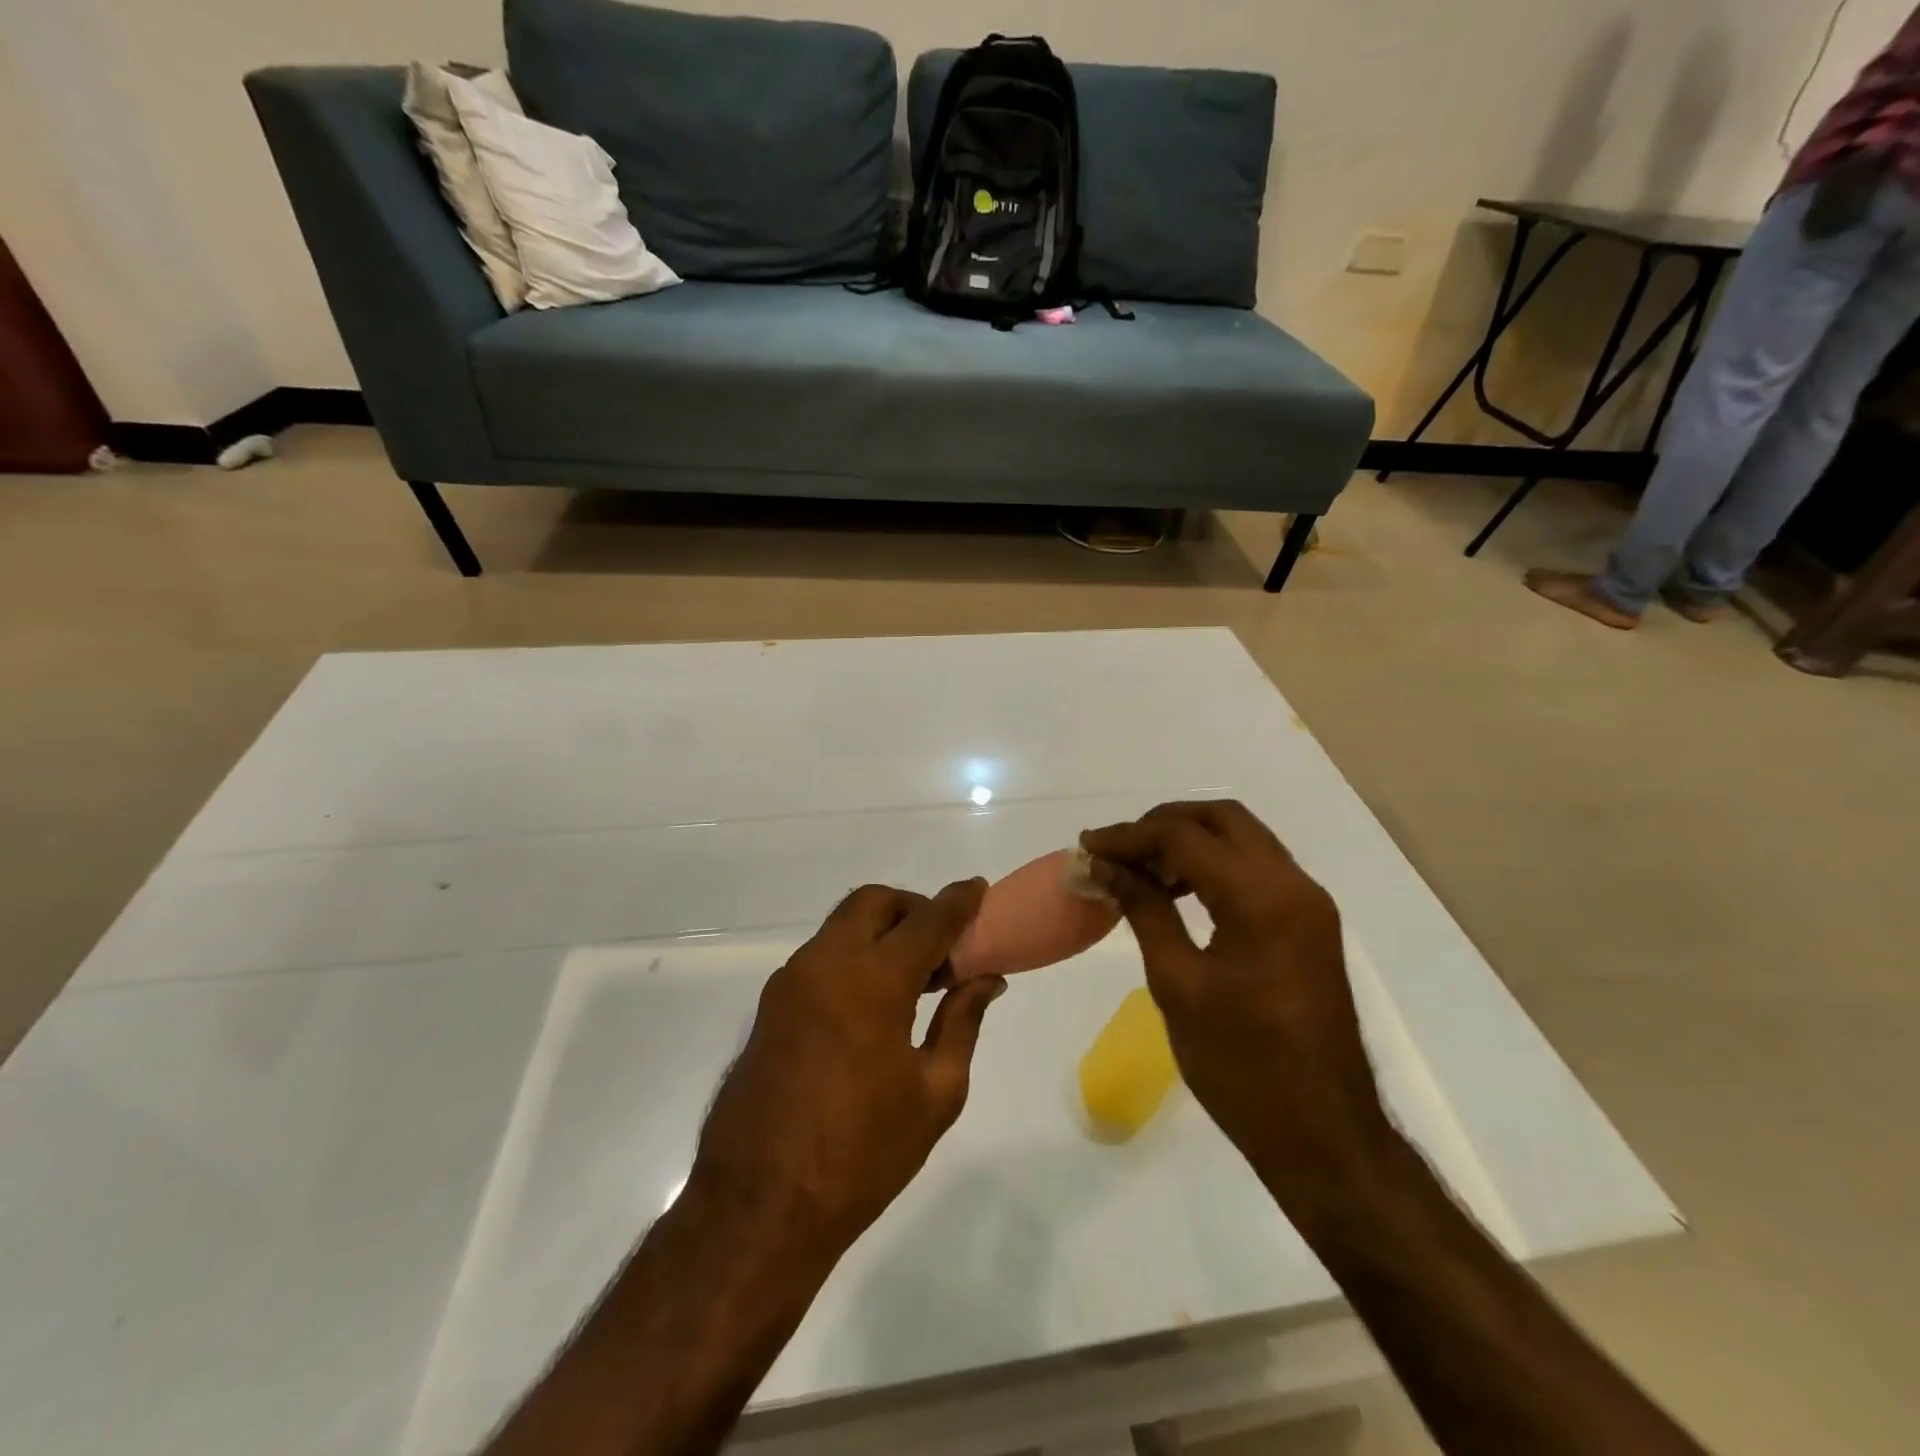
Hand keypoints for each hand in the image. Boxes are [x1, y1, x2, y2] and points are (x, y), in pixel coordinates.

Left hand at [689, 880, 1004, 1259]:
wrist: (759, 1208)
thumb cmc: (862, 1153)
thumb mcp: (934, 1091)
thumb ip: (962, 1022)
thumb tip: (987, 980)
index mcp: (872, 980)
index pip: (927, 920)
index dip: (959, 901)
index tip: (979, 889)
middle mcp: (825, 964)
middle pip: (874, 903)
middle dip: (913, 908)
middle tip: (942, 947)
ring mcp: (790, 982)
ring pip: (842, 926)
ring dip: (880, 932)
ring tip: (913, 981)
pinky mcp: (770, 1006)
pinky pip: (820, 957)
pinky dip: (853, 956)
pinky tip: (872, 1004)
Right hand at [1081, 802, 1392, 1201]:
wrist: (1325, 1137)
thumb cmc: (1242, 1067)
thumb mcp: (1178, 984)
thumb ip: (1143, 911)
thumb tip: (1104, 867)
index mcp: (1263, 899)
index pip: (1185, 836)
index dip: (1129, 836)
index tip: (1086, 848)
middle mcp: (1294, 885)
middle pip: (1222, 818)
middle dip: (1162, 823)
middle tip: (1117, 851)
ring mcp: (1308, 904)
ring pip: (1243, 839)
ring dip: (1189, 841)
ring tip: (1139, 871)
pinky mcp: (1308, 924)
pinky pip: (1256, 869)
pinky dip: (1214, 865)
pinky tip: (1177, 893)